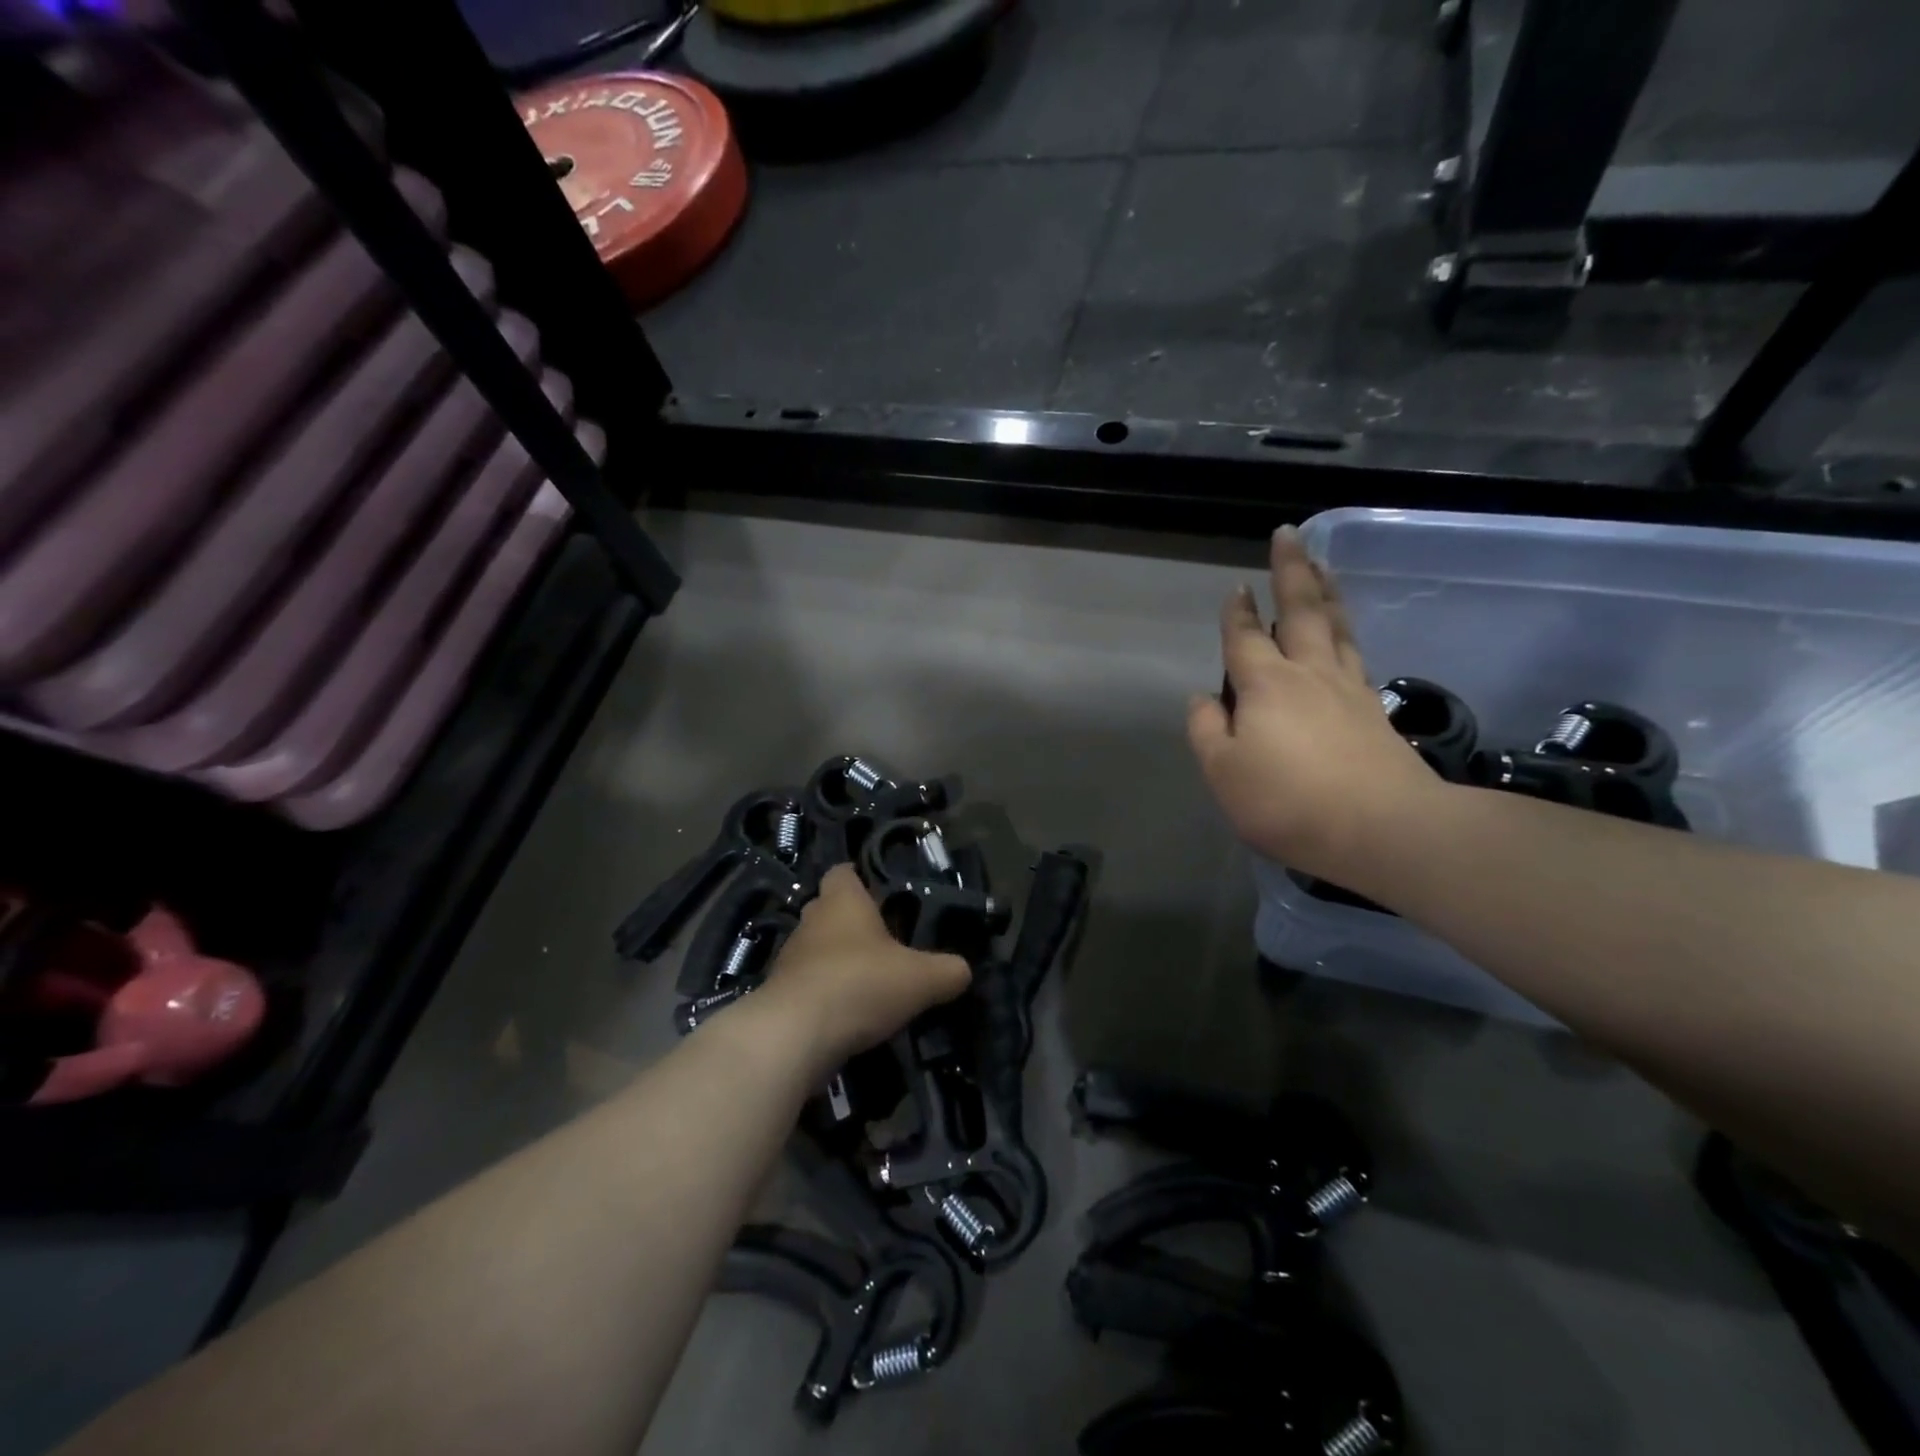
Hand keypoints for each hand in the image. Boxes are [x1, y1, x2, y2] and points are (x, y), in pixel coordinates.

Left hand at [756, 864, 971, 1066]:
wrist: (794, 1036)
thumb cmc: (860, 984)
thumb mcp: (921, 979)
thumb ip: (948, 971)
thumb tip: (962, 970)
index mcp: (843, 901)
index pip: (844, 872)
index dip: (861, 879)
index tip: (884, 895)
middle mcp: (812, 920)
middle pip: (831, 910)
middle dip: (854, 923)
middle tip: (887, 943)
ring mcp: (790, 957)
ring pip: (818, 948)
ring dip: (839, 961)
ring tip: (871, 983)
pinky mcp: (780, 994)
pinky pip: (808, 984)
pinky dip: (826, 993)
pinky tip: (849, 1013)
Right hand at [1187, 526, 1442, 880]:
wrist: (1384, 829)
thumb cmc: (1288, 801)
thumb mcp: (1223, 772)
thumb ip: (1206, 730)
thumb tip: (1203, 698)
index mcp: (1265, 684)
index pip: (1246, 637)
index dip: (1238, 612)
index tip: (1238, 587)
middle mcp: (1309, 673)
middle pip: (1301, 611)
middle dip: (1291, 571)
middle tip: (1288, 535)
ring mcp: (1348, 689)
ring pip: (1336, 626)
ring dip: (1326, 591)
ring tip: (1322, 566)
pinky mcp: (1375, 711)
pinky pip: (1355, 654)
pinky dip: (1345, 631)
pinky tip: (1344, 634)